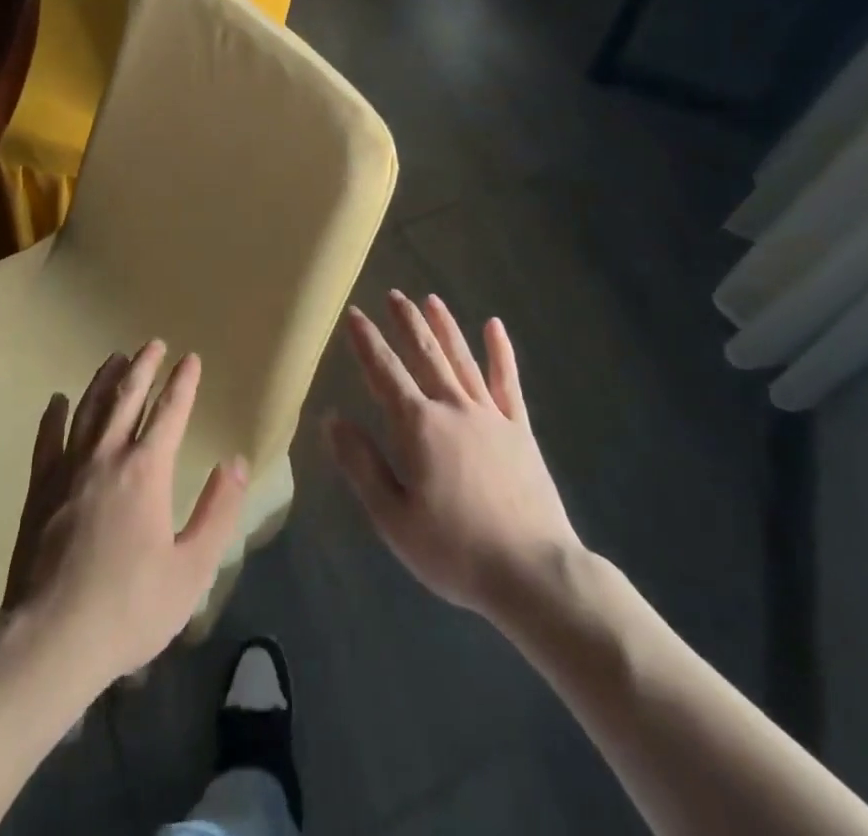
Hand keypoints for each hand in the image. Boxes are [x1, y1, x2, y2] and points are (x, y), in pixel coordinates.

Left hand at [2, 340, 248, 696]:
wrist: (51, 638)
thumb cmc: (130, 607)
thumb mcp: (191, 569)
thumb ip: (217, 512)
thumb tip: (235, 462)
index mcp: (146, 471)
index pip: (170, 412)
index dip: (182, 382)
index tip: (190, 358)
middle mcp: (107, 456)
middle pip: (128, 397)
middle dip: (144, 367)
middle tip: (153, 343)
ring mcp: (69, 469)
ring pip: (89, 409)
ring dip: (105, 380)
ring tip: (115, 358)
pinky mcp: (40, 488)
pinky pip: (47, 439)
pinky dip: (54, 416)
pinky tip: (57, 401)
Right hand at [325, 291, 578, 626]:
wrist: (534, 573)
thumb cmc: (455, 551)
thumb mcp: (392, 517)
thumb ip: (361, 463)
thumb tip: (332, 418)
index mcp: (417, 426)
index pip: (384, 372)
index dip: (366, 341)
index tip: (353, 314)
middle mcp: (452, 408)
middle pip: (425, 354)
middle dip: (406, 322)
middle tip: (393, 294)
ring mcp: (490, 415)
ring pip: (461, 359)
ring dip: (444, 327)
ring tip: (431, 299)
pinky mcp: (519, 430)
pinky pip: (507, 382)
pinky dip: (500, 352)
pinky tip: (494, 326)